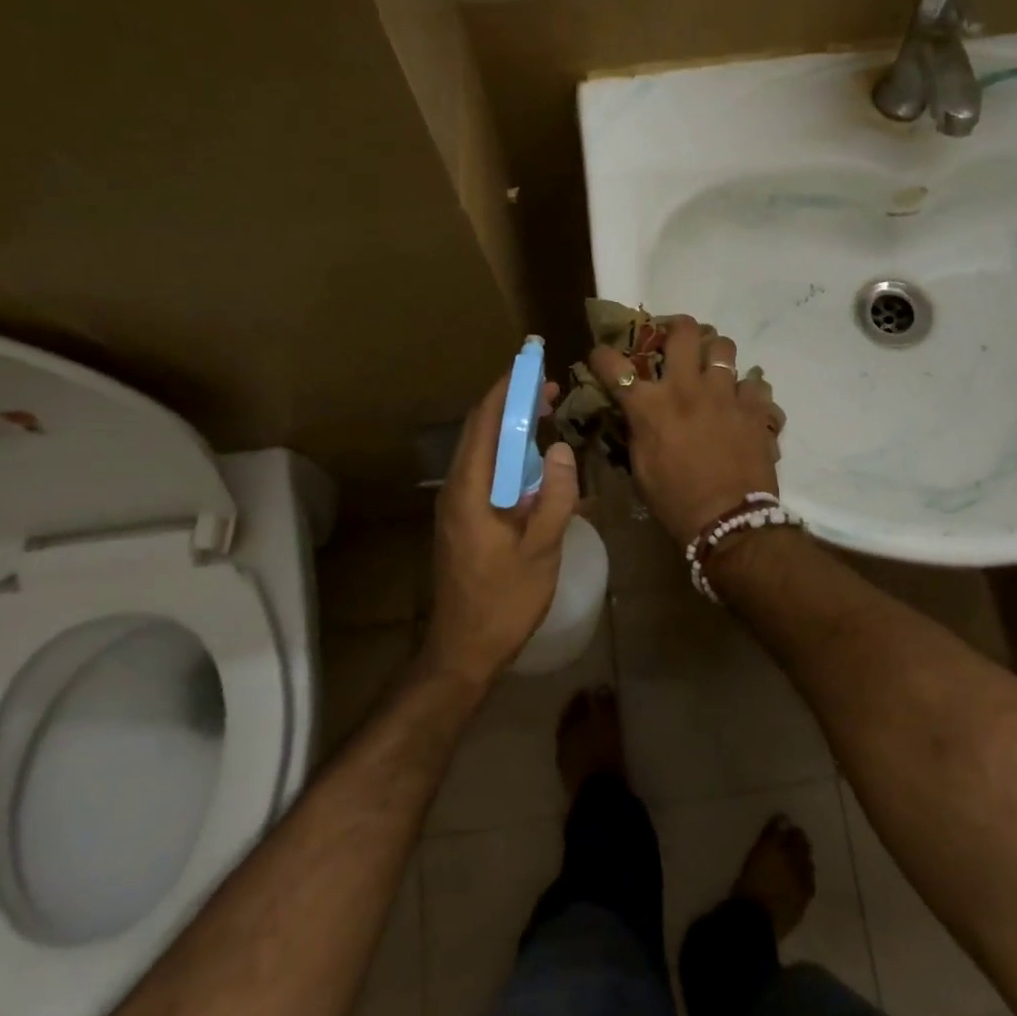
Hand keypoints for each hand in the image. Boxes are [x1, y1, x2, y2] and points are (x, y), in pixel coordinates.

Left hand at [424, 371, 580, 690]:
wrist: (463, 650)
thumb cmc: (504, 602)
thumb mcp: (540, 550)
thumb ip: (553, 497)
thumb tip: (560, 449)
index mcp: (470, 490)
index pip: (485, 422)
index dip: (506, 389)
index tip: (531, 365)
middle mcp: (456, 489)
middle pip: (480, 431)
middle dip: (510, 403)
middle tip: (548, 388)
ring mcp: (456, 505)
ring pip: (482, 451)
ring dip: (510, 430)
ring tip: (545, 417)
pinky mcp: (463, 519)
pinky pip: (485, 473)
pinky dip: (508, 456)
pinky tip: (534, 465)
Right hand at [587, 314, 781, 545]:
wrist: (729, 521)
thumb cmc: (676, 501)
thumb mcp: (641, 467)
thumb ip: (638, 430)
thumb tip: (636, 412)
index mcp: (650, 405)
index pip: (614, 365)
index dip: (603, 355)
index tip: (602, 355)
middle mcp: (686, 388)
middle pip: (683, 331)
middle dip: (676, 327)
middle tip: (676, 339)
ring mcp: (724, 393)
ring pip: (724, 346)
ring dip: (716, 353)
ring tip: (714, 366)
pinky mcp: (754, 407)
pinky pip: (755, 383)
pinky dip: (747, 390)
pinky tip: (742, 403)